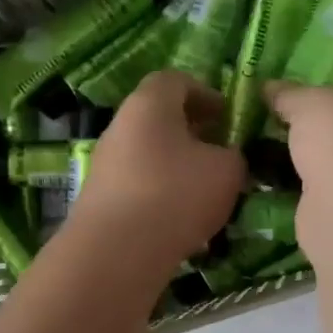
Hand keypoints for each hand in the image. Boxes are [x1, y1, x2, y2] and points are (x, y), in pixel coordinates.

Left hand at [67, 70, 245, 273]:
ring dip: (177, 163)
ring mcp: (105, 162)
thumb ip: (233, 154)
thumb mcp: (227, 170)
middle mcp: (121, 125)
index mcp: (150, 104)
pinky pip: (137, 182)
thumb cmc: (176, 195)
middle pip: (159, 116)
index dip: (205, 92)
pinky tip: (180, 217)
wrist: (116, 252)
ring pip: (148, 151)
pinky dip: (160, 190)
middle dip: (192, 130)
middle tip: (219, 151)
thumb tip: (225, 156)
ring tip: (204, 189)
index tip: (227, 116)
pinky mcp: (100, 197)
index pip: (175, 80)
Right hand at [263, 83, 332, 190]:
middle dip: (323, 136)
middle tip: (285, 134)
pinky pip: (331, 200)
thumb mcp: (310, 101)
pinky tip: (285, 192)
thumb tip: (269, 88)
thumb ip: (290, 94)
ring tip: (276, 162)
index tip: (301, 103)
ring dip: (317, 169)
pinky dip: (311, 197)